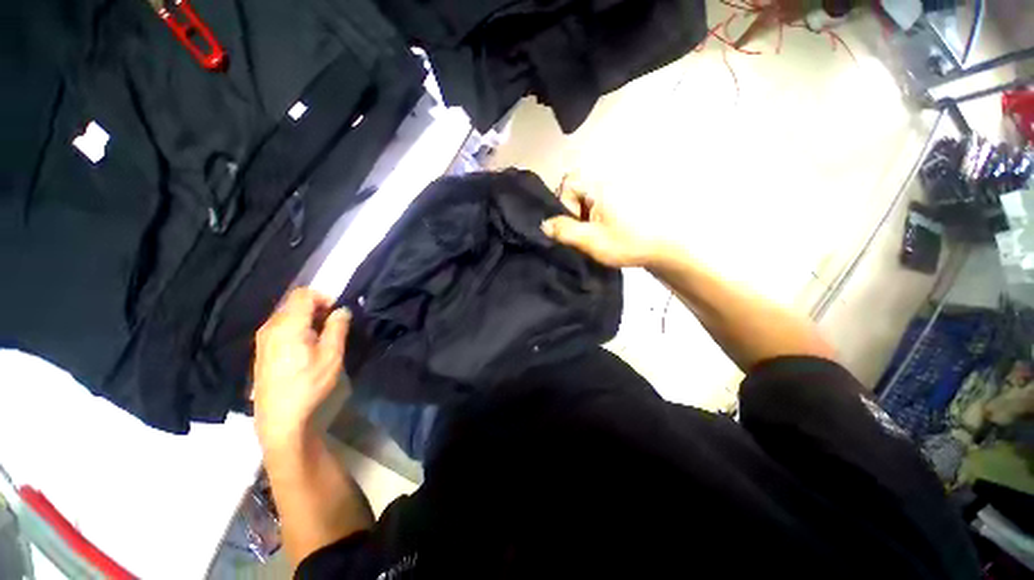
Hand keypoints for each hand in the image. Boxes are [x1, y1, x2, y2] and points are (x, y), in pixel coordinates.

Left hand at [253, 288, 349, 446]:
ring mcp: (263, 339)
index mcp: (288, 325)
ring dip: (308, 319)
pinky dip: (297, 328)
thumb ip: (337, 327)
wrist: (280, 418)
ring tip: (323, 337)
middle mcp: (270, 327)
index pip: (303, 294)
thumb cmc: (309, 385)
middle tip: (334, 325)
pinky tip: (307, 347)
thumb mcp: (332, 356)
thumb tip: (342, 310)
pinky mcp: (262, 350)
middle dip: (317, 308)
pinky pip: (281, 327)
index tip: (338, 313)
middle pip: (294, 303)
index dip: (324, 297)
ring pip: (287, 315)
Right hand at [541, 176, 662, 267]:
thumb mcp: (591, 240)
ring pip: (587, 196)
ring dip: (584, 214)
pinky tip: (603, 230)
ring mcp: (617, 188)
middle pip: (577, 188)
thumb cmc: (627, 243)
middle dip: (574, 210)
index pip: (568, 182)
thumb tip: (544, 224)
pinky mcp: (623, 198)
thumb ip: (564, 231)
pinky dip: (595, 214)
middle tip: (583, 232)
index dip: (564, 204)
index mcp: (600, 185)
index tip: (575, 225)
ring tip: (594, 233)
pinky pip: (599, 201)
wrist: (664, 249)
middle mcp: (608, 180)